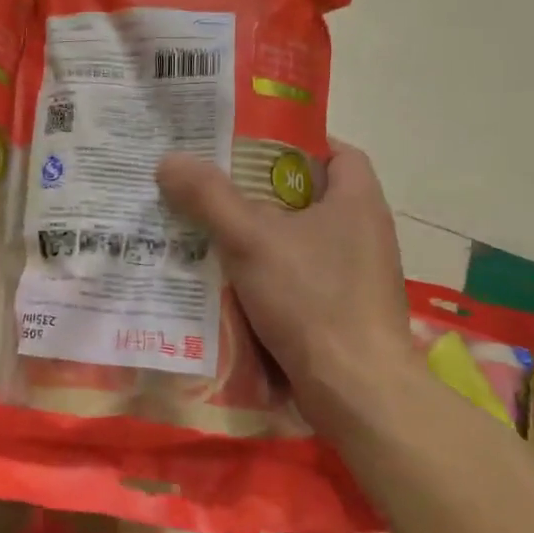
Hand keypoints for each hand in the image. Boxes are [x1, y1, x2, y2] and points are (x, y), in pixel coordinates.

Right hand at [156, 140, 413, 422]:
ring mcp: (356, 276)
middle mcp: (364, 233)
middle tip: (212, 189)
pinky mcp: (343, 312)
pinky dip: (268, 277)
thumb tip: (169, 160)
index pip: (335, 151)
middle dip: (260, 194)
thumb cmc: (312, 299)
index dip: (294, 143)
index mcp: (358, 201)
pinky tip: (228, 284)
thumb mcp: (252, 240)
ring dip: (259, 239)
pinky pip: (299, 280)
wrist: (356, 389)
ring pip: (299, 242)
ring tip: (208, 233)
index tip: (247, 148)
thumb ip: (210, 198)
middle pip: (308, 198)